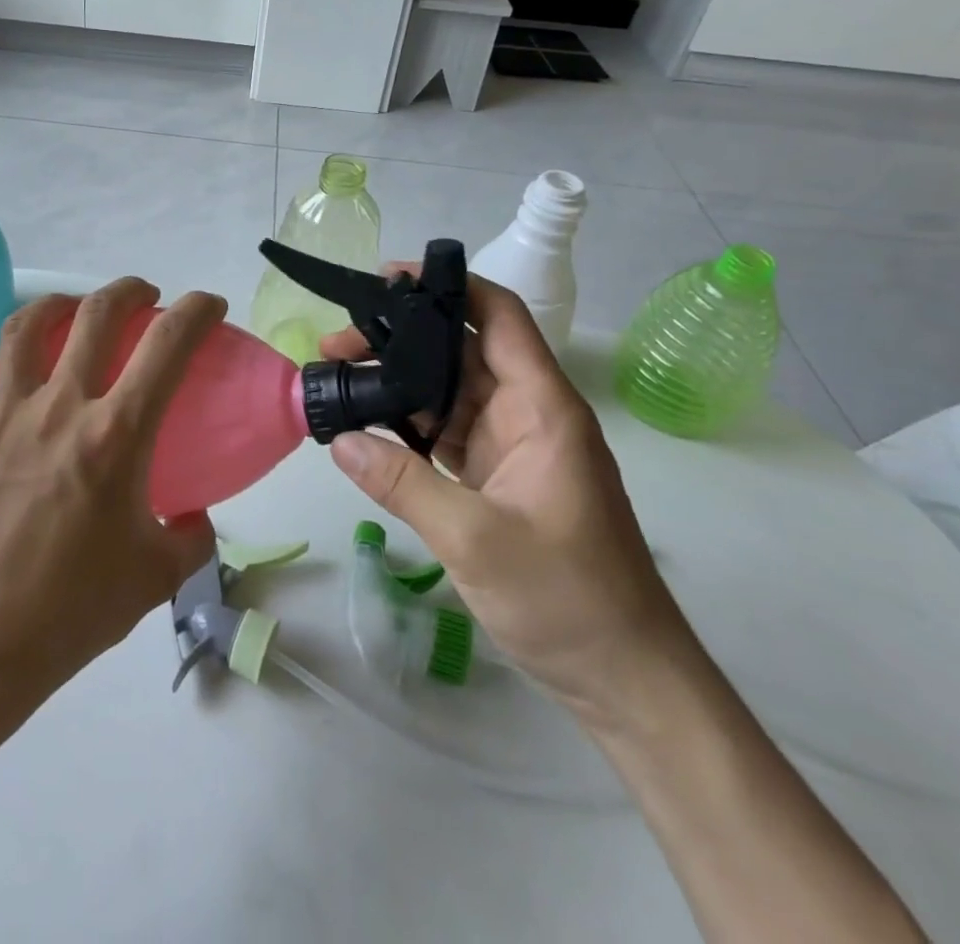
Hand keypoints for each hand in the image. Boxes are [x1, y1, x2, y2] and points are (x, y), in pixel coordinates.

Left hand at [0, 278, 224, 697]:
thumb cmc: (74, 607)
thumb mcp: (158, 574)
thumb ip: (192, 535)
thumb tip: (194, 515)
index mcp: (115, 433)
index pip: (167, 346)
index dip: (196, 312)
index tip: (208, 305)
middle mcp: (60, 407)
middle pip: (95, 314)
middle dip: (128, 292)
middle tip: (145, 297)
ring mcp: (4, 415)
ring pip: (24, 328)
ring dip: (55, 306)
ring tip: (72, 310)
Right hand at [323, 270, 682, 712]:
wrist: (623, 679)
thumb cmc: (568, 599)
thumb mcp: (476, 539)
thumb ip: (404, 484)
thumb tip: (341, 438)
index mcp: (541, 407)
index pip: (498, 316)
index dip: (448, 286)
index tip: (387, 279)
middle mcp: (527, 414)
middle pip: (460, 351)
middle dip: (400, 338)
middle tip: (336, 342)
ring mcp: (510, 446)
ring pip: (447, 392)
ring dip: (398, 382)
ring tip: (339, 375)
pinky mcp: (496, 477)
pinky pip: (445, 433)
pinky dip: (407, 424)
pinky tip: (367, 424)